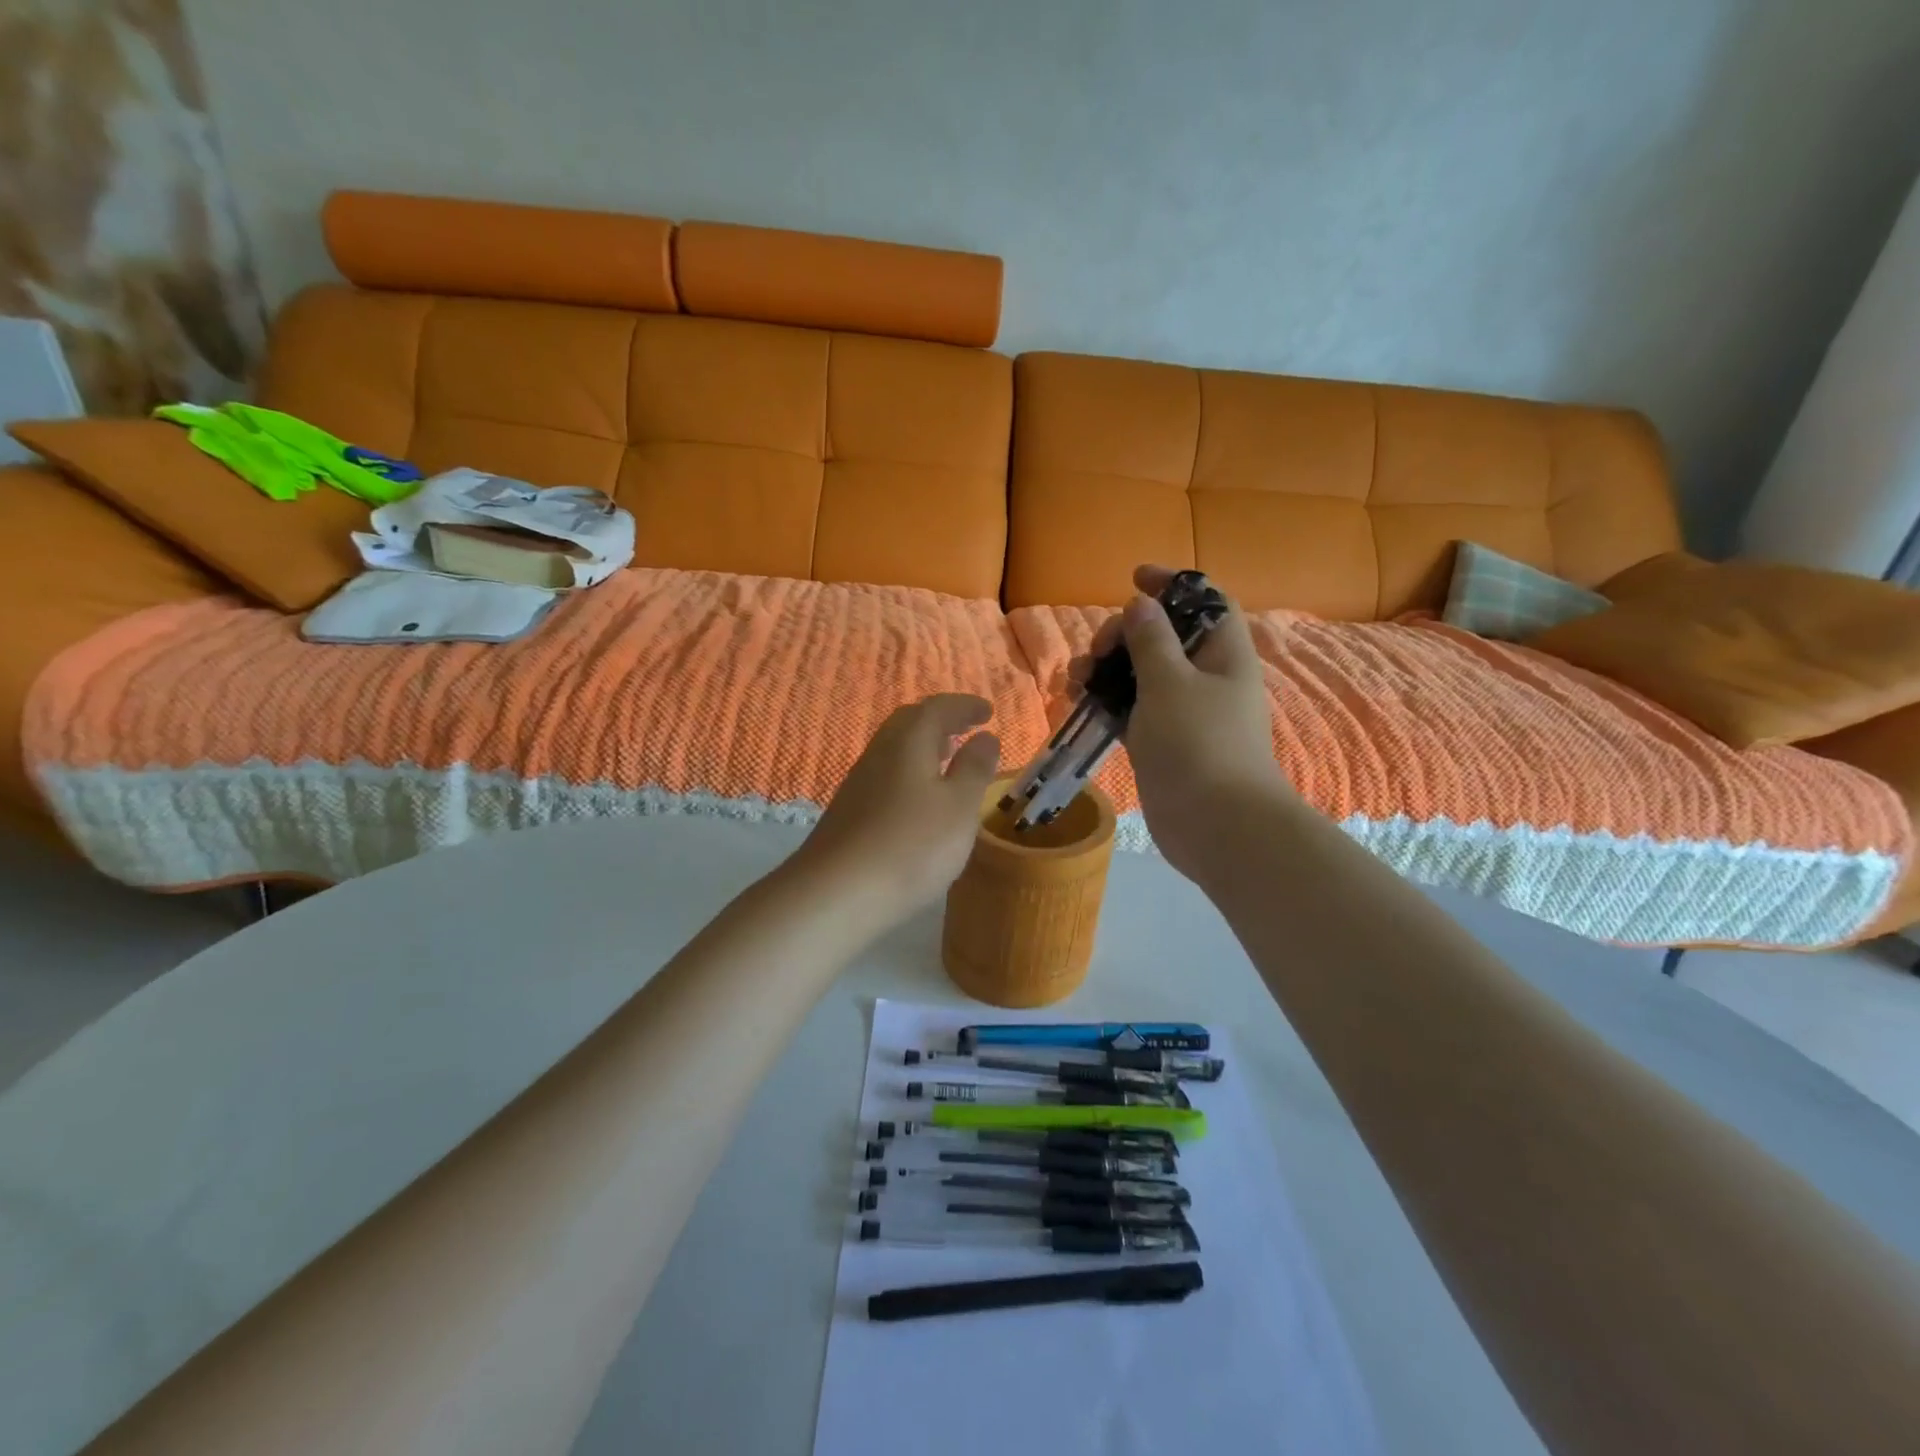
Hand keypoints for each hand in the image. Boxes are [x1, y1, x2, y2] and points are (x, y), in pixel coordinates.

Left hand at [795, 693, 1001, 928]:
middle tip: (966, 729)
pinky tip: (919, 799)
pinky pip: (885, 775)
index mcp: (908, 742)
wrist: (836, 893)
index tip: (988, 712)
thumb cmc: (912, 845)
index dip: (965, 706)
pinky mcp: (848, 812)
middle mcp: (879, 753)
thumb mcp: (959, 807)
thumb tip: (985, 737)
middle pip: (909, 723)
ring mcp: (858, 783)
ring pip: (895, 750)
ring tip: (947, 760)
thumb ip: (975, 769)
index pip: (938, 708)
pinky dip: (909, 773)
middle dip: (941, 721)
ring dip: (923, 747)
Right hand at [1074, 566, 1286, 880]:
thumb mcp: (1171, 682)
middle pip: (1164, 637)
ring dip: (1107, 668)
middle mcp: (1206, 678)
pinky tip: (1076, 700)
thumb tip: (1142, 603)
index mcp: (1224, 654)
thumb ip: (1151, 640)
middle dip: (1125, 633)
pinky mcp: (1162, 741)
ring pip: (1141, 674)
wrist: (1215, 825)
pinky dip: (1106, 700)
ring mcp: (1183, 712)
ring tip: (1075, 679)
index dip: (1173, 583)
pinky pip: (1131, 708)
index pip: (1204, 601)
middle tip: (1098, 649)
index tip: (1134, 577)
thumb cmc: (1198, 744)